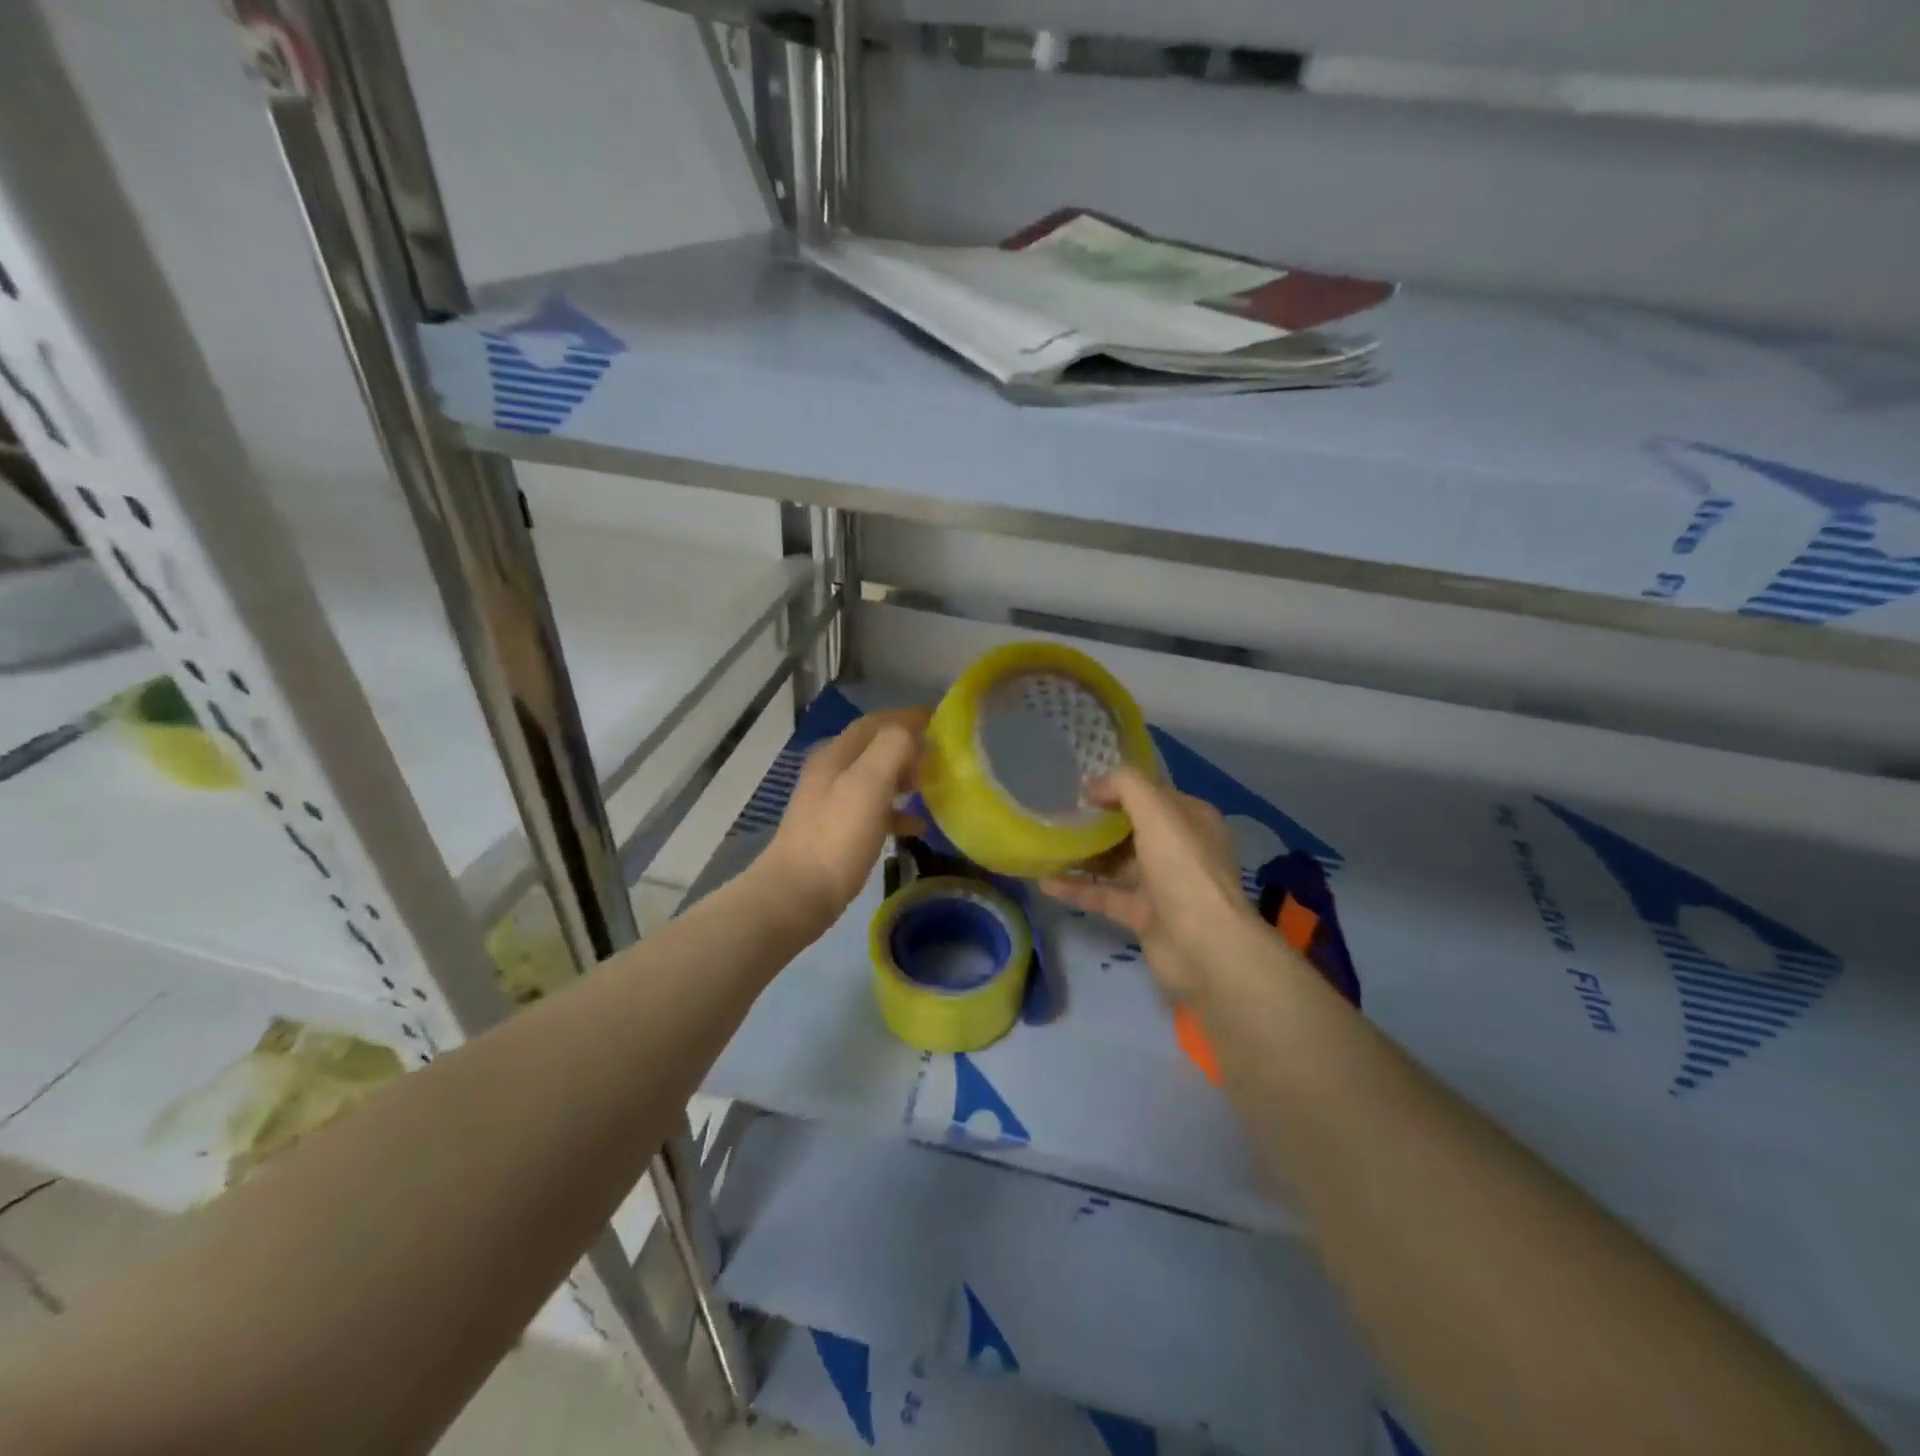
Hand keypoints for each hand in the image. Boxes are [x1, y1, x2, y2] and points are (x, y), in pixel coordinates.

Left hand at [763, 708, 929, 930]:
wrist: (798, 894)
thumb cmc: (837, 835)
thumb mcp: (868, 783)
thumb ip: (892, 749)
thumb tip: (912, 734)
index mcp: (835, 754)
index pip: (876, 723)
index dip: (907, 718)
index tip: (941, 721)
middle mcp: (831, 772)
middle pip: (875, 749)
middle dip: (909, 748)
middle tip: (941, 759)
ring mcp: (832, 804)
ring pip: (876, 780)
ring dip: (905, 779)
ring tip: (934, 789)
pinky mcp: (837, 832)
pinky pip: (874, 811)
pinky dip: (897, 812)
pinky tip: (917, 827)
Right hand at [1040, 767, 1260, 1002]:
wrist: (1204, 948)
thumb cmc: (1183, 870)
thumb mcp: (1157, 812)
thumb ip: (1125, 786)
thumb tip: (1092, 786)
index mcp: (1191, 819)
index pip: (1151, 794)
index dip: (1118, 789)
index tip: (1080, 791)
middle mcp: (1179, 848)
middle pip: (1132, 827)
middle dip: (1097, 821)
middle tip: (1059, 817)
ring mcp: (1162, 884)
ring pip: (1117, 862)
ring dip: (1085, 854)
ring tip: (1048, 846)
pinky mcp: (1144, 915)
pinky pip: (1105, 894)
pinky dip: (1078, 888)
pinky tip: (1046, 882)